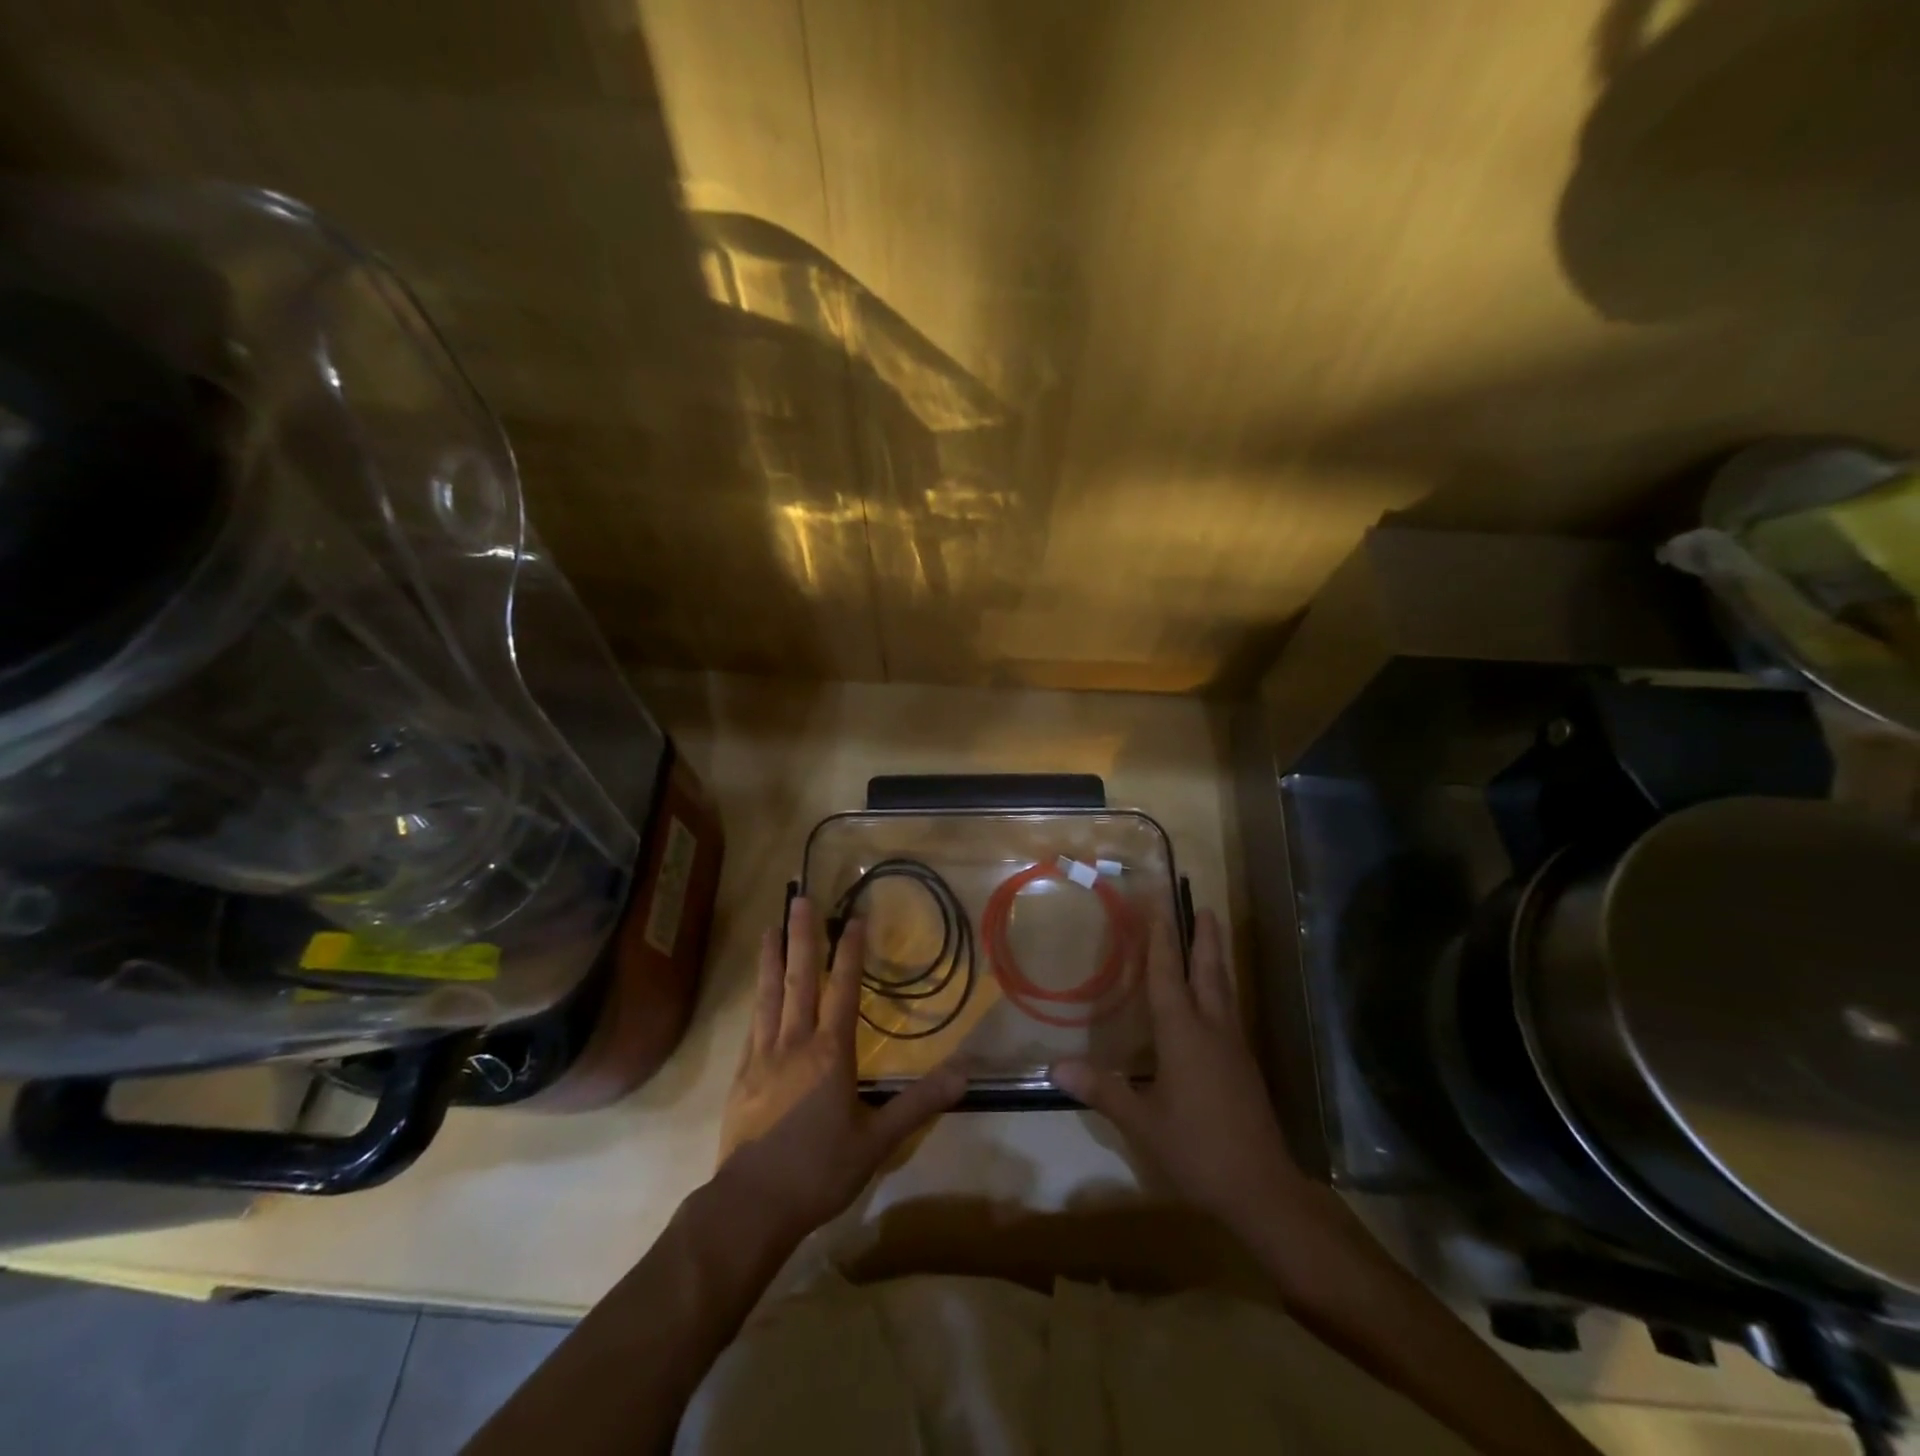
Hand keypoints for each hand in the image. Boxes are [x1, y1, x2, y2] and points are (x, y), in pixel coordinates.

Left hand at [717, 897, 966, 1239]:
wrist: (751, 1206)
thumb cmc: (818, 1171)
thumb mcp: (877, 1142)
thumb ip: (919, 1103)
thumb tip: (965, 1073)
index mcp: (830, 1053)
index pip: (842, 989)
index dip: (849, 952)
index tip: (853, 917)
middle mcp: (794, 1043)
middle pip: (799, 979)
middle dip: (801, 936)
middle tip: (798, 898)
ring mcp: (763, 1057)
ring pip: (769, 995)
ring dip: (771, 958)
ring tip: (769, 927)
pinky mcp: (742, 1075)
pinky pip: (752, 1025)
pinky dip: (757, 999)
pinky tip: (756, 991)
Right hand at [1051, 910, 1301, 1233]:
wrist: (1262, 1189)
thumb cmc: (1197, 1149)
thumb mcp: (1142, 1122)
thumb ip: (1102, 1090)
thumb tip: (1057, 1066)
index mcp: (1184, 1034)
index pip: (1167, 974)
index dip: (1161, 937)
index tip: (1159, 903)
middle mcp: (1212, 1029)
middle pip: (1208, 971)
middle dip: (1204, 937)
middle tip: (1202, 905)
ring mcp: (1233, 1047)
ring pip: (1224, 989)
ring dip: (1216, 958)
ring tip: (1211, 936)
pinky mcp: (1244, 1066)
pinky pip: (1229, 1011)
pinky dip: (1219, 988)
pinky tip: (1213, 999)